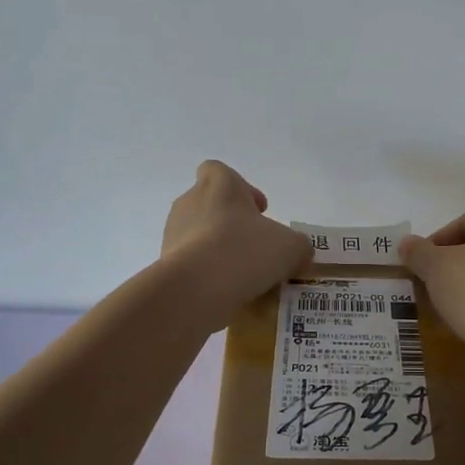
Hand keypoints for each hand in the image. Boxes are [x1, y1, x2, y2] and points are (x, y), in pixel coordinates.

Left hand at [161, 161, 312, 321]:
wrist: (195, 290)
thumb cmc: (245, 251)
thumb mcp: (290, 247)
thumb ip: (298, 246)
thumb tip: (298, 254)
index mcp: (219, 185)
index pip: (219, 171)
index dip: (241, 188)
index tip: (259, 212)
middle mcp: (190, 202)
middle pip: (212, 205)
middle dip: (233, 225)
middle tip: (257, 248)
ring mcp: (173, 233)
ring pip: (200, 236)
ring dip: (220, 250)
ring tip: (244, 277)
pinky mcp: (165, 264)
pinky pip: (191, 264)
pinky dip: (207, 275)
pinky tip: (228, 293)